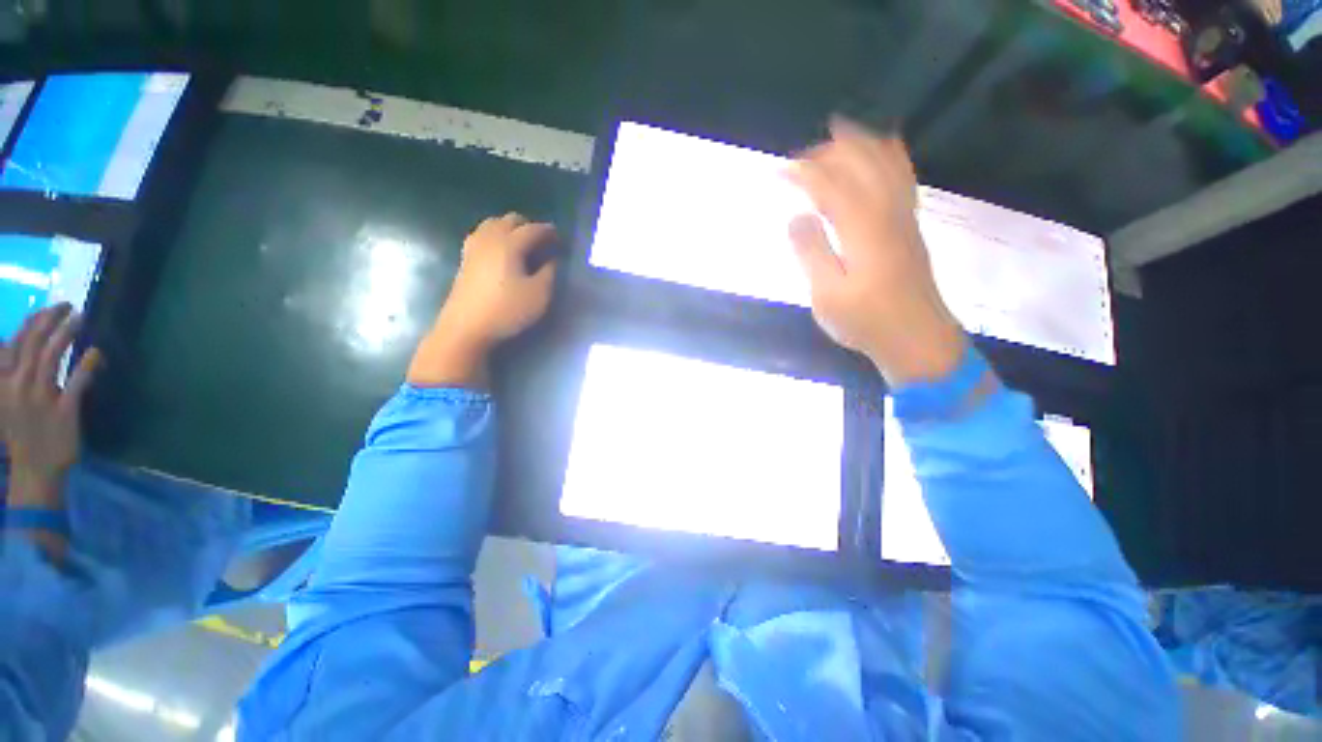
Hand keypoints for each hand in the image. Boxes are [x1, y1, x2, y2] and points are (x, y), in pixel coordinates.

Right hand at [0, 304, 100, 506]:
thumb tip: (12, 346)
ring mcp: (40, 398)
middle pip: (33, 344)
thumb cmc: (23, 434)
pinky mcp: (63, 411)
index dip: (32, 322)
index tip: (47, 308)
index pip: (15, 343)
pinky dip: (86, 366)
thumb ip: (11, 375)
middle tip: (68, 304)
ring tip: (80, 317)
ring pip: (51, 357)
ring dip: (66, 334)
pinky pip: (76, 383)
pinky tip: (96, 352)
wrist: (34, 471)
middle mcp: (18, 385)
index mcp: (4, 382)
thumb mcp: (6, 401)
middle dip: (50, 320)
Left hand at [408, 213, 558, 387]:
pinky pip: (481, 235)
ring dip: (509, 227)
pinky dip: (495, 235)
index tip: (560, 237)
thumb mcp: (539, 295)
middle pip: (509, 220)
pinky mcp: (465, 260)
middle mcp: (490, 239)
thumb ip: (549, 273)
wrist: (466, 327)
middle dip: (528, 225)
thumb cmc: (507, 310)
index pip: (533, 229)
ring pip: (492, 224)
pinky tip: (500, 250)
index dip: (548, 231)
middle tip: (542, 240)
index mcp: (509, 245)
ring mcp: (474, 248)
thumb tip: (552, 259)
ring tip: (522, 242)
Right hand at [786, 117, 964, 385]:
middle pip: (860, 162)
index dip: (802, 172)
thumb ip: (810, 252)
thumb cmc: (865, 320)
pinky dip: (889, 154)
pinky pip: (903, 175)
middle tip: (799, 158)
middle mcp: (887, 211)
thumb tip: (796, 217)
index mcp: (862, 228)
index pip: (830, 184)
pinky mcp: (909, 225)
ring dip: (860, 144)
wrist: (916, 337)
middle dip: (828, 151)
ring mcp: (903, 215)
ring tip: (836, 136)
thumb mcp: (826, 294)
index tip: (778, 171)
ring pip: (886, 161)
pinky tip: (883, 148)